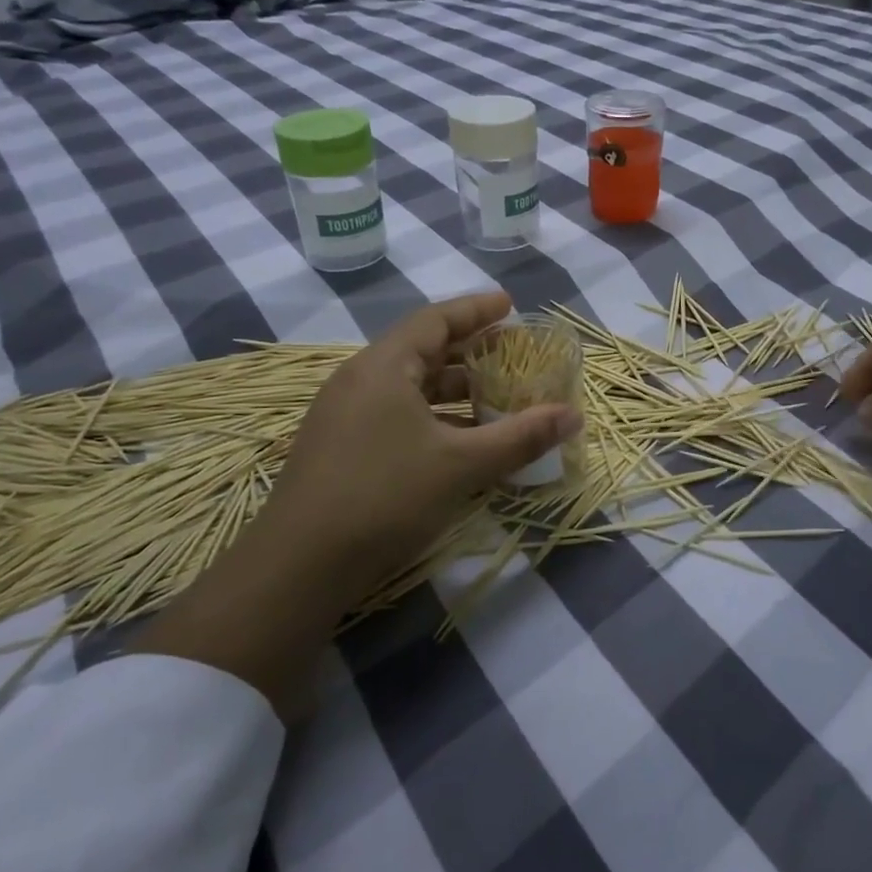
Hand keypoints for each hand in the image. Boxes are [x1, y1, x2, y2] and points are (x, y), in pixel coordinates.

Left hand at [257, 291, 581, 600]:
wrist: (298, 566)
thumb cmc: (384, 497)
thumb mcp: (462, 466)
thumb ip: (520, 437)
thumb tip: (573, 415)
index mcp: (383, 366)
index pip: (435, 319)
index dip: (476, 309)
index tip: (510, 305)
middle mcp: (359, 379)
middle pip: (422, 350)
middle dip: (469, 351)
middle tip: (510, 354)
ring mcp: (343, 414)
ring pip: (408, 386)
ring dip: (452, 390)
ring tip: (493, 399)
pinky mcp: (338, 447)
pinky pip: (394, 413)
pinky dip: (431, 416)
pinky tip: (457, 441)